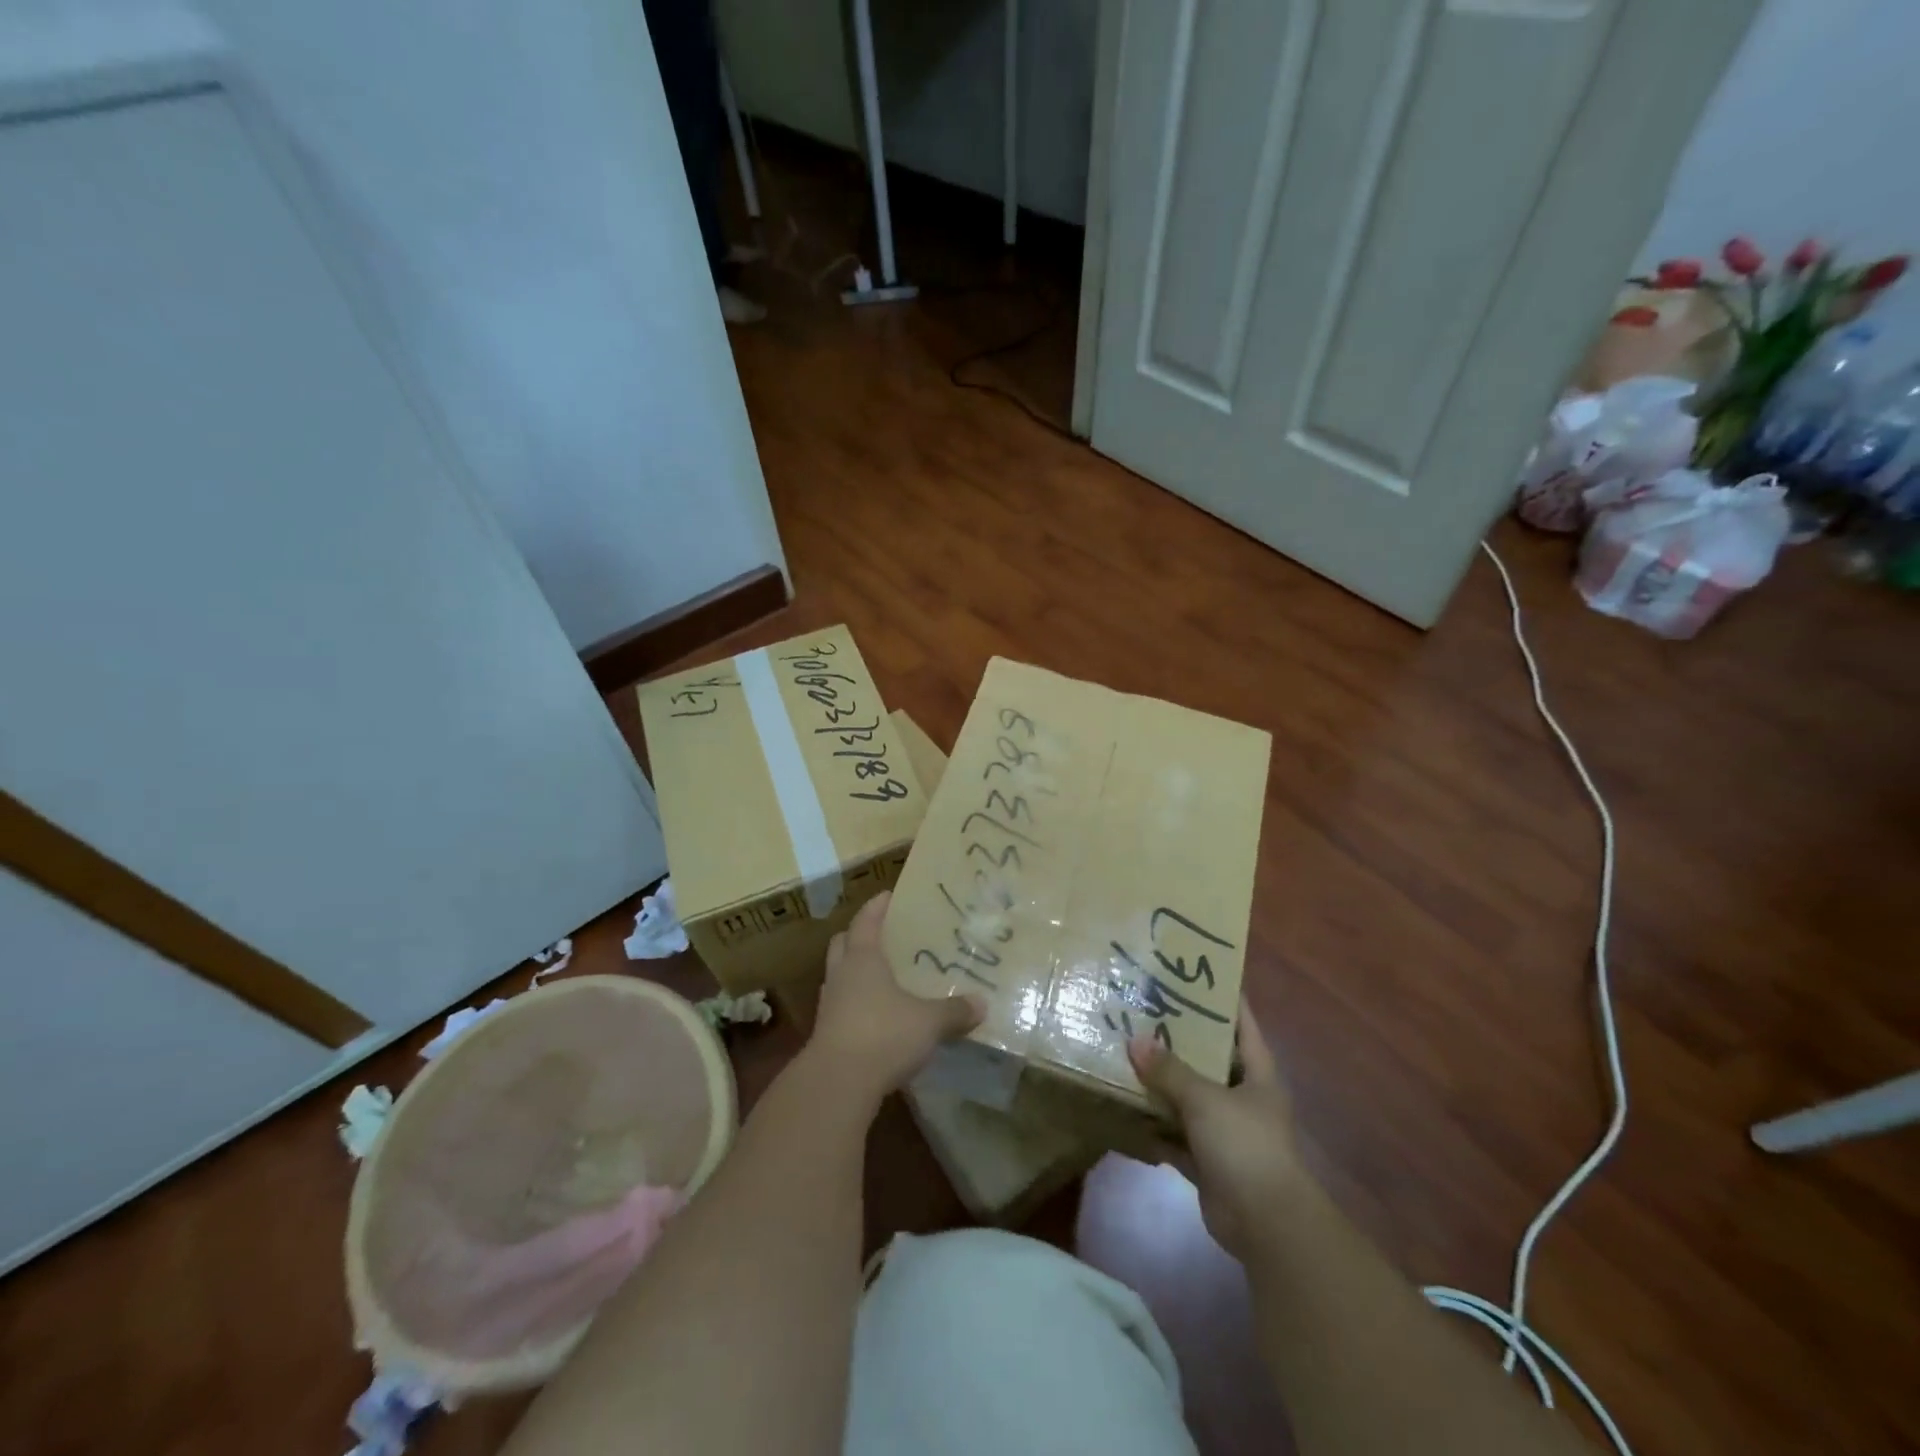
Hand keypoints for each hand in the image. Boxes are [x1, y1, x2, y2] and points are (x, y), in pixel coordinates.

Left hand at [807, 892, 983, 1103]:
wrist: (838, 1083)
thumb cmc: (884, 1034)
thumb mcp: (928, 1022)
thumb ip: (954, 1011)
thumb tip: (982, 1003)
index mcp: (862, 958)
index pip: (866, 921)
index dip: (876, 907)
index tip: (887, 895)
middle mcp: (842, 975)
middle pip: (842, 944)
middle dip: (858, 936)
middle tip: (880, 935)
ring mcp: (829, 1005)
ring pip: (839, 976)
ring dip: (854, 971)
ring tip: (880, 976)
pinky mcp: (826, 1035)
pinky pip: (841, 1007)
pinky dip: (855, 1004)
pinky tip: (875, 1016)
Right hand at [1128, 1002, 1304, 1261]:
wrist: (1266, 1224)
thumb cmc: (1245, 1145)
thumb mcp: (1205, 1099)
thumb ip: (1169, 1070)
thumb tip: (1134, 1040)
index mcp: (1257, 1073)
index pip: (1242, 1023)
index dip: (1223, 998)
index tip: (1194, 974)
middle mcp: (1243, 1096)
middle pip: (1210, 1058)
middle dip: (1179, 1039)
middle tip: (1143, 1010)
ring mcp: (1225, 1130)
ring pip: (1189, 1096)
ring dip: (1163, 1083)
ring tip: (1126, 1052)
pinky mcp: (1208, 1160)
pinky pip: (1176, 1134)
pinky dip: (1155, 1126)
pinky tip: (1126, 1109)